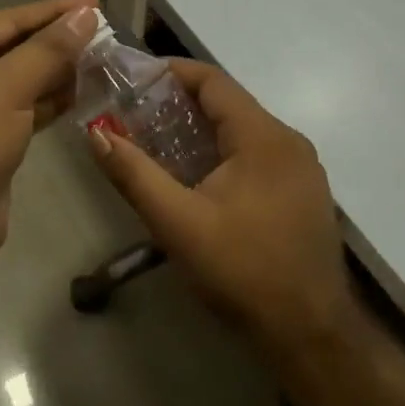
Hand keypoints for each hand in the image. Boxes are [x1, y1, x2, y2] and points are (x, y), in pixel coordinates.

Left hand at [0, 0, 99, 272]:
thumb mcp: (8, 87)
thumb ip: (49, 49)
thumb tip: (86, 14)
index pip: (8, 19)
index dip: (53, 10)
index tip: (95, 1)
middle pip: (16, 47)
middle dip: (59, 41)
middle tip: (106, 31)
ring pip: (24, 78)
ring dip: (60, 70)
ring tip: (104, 58)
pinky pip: (27, 107)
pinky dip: (53, 99)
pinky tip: (84, 91)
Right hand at [85, 59, 351, 345]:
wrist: (309, 333)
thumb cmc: (241, 270)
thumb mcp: (177, 222)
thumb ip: (134, 173)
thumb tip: (95, 132)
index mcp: (264, 138)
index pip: (213, 81)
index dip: (171, 72)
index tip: (131, 79)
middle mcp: (289, 142)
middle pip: (228, 103)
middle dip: (179, 102)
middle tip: (133, 112)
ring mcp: (301, 169)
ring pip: (242, 131)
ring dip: (199, 129)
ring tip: (155, 140)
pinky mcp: (302, 193)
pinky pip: (256, 155)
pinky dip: (221, 152)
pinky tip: (194, 176)